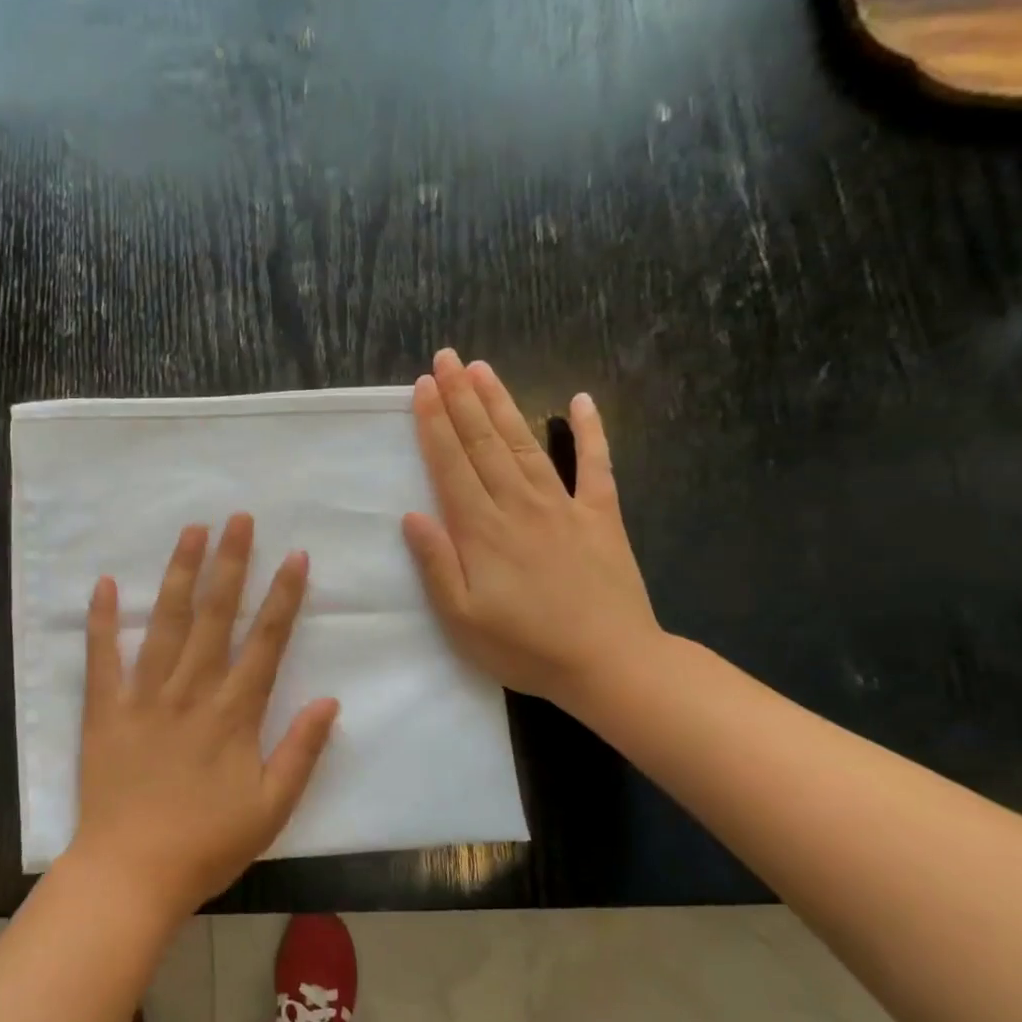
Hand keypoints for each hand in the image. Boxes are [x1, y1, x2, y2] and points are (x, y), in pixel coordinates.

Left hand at [70, 515, 340, 917]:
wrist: (131, 873)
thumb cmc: (206, 844)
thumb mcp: (272, 809)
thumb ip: (302, 751)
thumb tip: (330, 700)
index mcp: (233, 714)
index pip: (265, 642)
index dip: (282, 597)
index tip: (294, 556)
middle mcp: (190, 692)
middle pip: (214, 617)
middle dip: (230, 564)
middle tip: (239, 518)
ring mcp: (144, 696)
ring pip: (164, 623)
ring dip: (179, 574)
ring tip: (191, 531)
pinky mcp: (104, 710)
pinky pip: (101, 657)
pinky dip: (101, 620)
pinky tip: (102, 583)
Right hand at [402, 348, 662, 708]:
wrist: (610, 664)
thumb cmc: (524, 647)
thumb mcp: (461, 619)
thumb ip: (436, 564)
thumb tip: (411, 515)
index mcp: (482, 531)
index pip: (451, 465)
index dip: (435, 424)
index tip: (424, 386)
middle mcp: (519, 506)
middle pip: (485, 443)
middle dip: (462, 398)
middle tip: (447, 358)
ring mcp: (563, 506)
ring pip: (527, 443)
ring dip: (503, 403)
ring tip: (484, 368)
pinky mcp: (601, 516)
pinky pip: (596, 465)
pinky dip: (590, 431)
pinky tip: (580, 400)